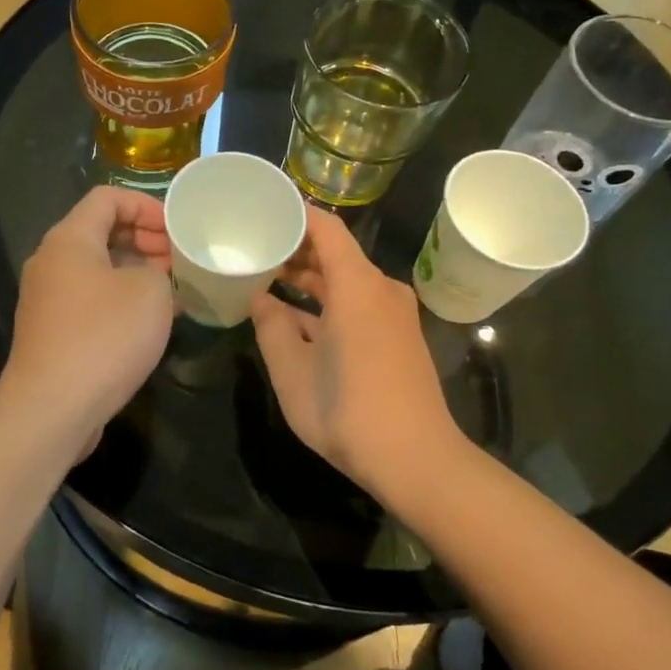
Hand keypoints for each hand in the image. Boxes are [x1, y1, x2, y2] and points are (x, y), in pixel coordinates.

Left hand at [0, 187, 175, 446]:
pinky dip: (121, 300)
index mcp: (69, 239)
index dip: (146, 204)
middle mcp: (51, 262)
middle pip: (101, 231)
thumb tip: (150, 277)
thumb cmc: (104, 337)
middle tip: (179, 259)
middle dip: (145, 239)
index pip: (107, 197)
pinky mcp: (52, 331)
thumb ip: (158, 270)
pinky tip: (150, 322)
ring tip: (174, 290)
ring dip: (136, 272)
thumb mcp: (150, 292)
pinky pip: (91, 300)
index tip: (177, 228)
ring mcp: (48, 299)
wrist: (52, 408)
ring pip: (98, 269)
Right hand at [251, 206, 454, 487]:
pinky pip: (358, 302)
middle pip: (336, 252)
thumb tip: (260, 300)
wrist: (417, 460)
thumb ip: (271, 327)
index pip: (326, 227)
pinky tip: (297, 316)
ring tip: (267, 278)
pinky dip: (328, 302)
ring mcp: (394, 314)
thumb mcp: (292, 371)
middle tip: (254, 247)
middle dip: (295, 248)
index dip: (294, 213)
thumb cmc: (348, 411)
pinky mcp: (398, 336)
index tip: (262, 209)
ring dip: (310, 278)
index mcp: (357, 286)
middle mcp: (381, 289)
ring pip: (346, 280)